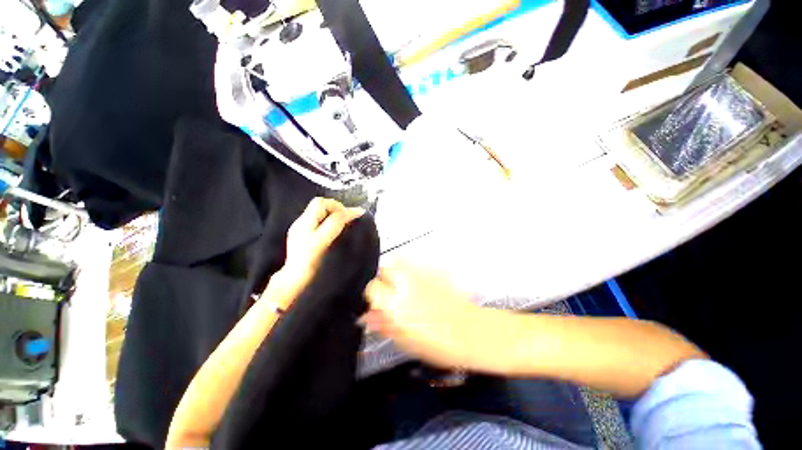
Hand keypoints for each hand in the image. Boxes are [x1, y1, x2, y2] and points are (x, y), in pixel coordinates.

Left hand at [271, 198, 363, 303]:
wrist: (294, 282)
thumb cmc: (310, 264)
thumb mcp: (324, 241)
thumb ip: (336, 223)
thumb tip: (354, 212)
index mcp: (305, 223)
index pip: (323, 203)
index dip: (340, 207)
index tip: (355, 216)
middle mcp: (301, 223)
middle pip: (320, 205)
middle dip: (336, 209)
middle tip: (349, 219)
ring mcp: (301, 230)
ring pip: (319, 214)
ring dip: (333, 216)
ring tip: (345, 225)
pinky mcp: (303, 237)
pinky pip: (318, 222)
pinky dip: (329, 222)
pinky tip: (335, 232)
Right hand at [363, 261, 484, 369]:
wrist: (469, 332)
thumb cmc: (439, 343)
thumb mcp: (405, 341)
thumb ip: (384, 324)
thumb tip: (369, 316)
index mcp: (396, 305)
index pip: (371, 288)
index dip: (373, 295)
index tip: (378, 301)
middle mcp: (406, 285)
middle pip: (384, 268)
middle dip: (383, 278)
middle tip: (390, 290)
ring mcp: (421, 274)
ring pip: (398, 259)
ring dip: (397, 269)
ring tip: (403, 282)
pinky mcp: (433, 270)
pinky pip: (416, 262)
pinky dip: (412, 267)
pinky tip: (418, 280)